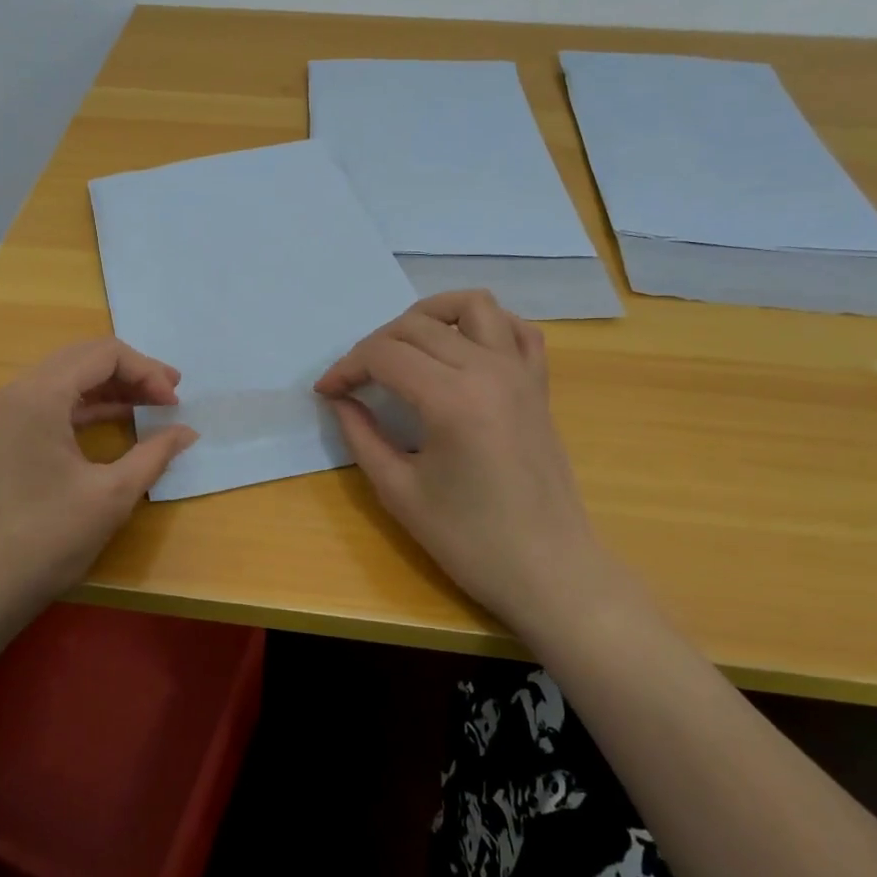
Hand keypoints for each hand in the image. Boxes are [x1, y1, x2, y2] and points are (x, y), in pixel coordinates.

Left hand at [0, 339, 196, 635]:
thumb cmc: (45, 539)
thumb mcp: (111, 496)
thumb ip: (154, 454)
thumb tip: (187, 432)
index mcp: (41, 394)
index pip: (104, 354)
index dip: (147, 372)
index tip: (176, 404)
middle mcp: (18, 392)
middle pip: (83, 359)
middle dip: (131, 372)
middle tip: (169, 395)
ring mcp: (5, 415)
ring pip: (67, 380)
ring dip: (110, 388)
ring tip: (150, 406)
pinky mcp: (3, 438)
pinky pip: (52, 404)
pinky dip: (87, 408)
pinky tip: (116, 425)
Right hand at [315, 290, 616, 634]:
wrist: (550, 571)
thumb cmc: (469, 541)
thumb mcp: (399, 492)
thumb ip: (362, 436)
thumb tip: (339, 401)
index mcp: (451, 399)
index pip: (383, 355)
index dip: (346, 367)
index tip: (326, 392)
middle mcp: (488, 370)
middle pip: (417, 325)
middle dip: (375, 345)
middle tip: (355, 381)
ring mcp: (520, 373)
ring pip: (472, 305)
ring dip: (429, 315)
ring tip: (405, 346)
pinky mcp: (539, 385)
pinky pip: (517, 330)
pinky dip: (486, 326)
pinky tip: (463, 349)